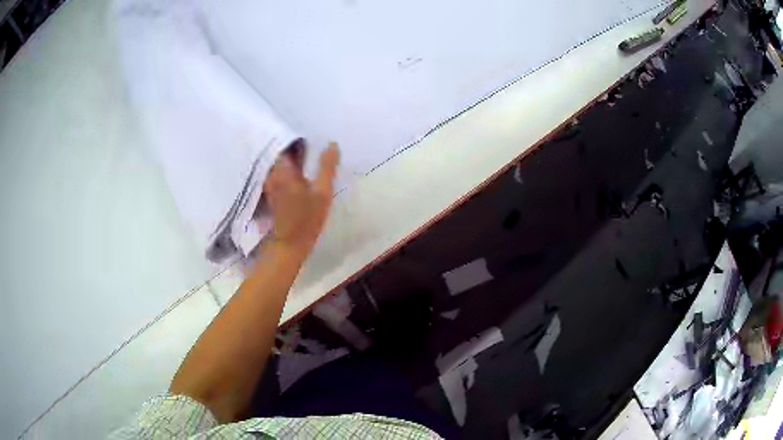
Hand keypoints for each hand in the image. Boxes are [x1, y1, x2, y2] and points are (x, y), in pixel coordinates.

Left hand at [263, 142, 339, 253]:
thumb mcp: (323, 192)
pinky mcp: (272, 190)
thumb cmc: (307, 219)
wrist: (289, 244)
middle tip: (310, 141)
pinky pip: (278, 171)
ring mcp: (270, 181)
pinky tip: (299, 167)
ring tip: (305, 152)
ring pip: (279, 160)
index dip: (296, 136)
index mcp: (282, 169)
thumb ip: (327, 167)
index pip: (284, 142)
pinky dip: (287, 166)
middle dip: (293, 144)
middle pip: (281, 150)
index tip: (308, 134)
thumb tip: (332, 144)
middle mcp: (272, 172)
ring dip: (290, 155)